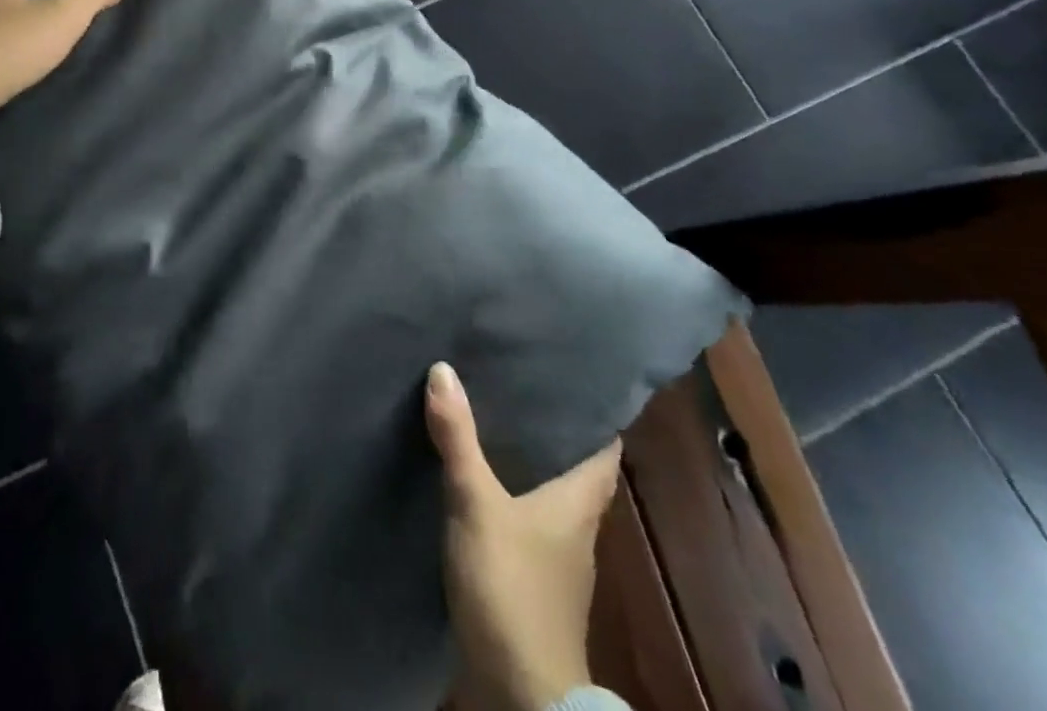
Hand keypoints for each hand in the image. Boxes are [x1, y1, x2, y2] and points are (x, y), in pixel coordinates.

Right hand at [426, 362, 622, 710]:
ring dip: (525, 464)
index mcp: (579, 503)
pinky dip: (508, 498)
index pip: (603, 449)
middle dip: (548, 431)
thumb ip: (460, 439)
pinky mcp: (531, 584)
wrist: (519, 693)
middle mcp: (576, 528)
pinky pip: (524, 523)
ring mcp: (555, 561)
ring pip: (547, 496)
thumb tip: (443, 369)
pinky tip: (479, 484)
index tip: (569, 378)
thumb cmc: (512, 587)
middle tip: (517, 385)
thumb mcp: (477, 504)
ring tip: (492, 421)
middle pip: (572, 469)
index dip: (593, 414)